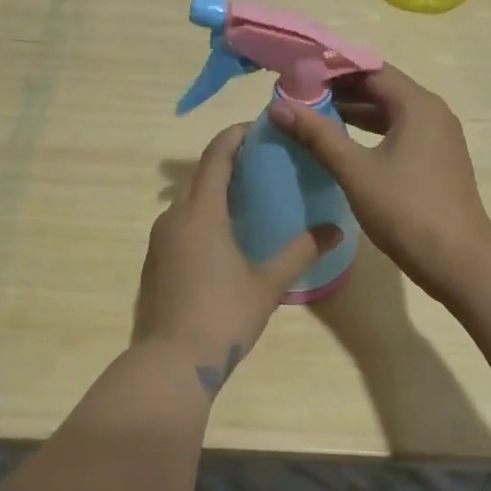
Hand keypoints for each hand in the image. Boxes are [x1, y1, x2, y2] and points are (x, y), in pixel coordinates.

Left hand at [133, 124, 341, 394]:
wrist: (170, 362)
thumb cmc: (223, 315)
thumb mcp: (268, 283)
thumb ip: (301, 251)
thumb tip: (336, 230)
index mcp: (201, 213)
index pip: (216, 156)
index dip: (236, 136)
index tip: (260, 128)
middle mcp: (174, 218)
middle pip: (201, 176)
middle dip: (228, 163)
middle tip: (263, 164)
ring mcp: (160, 241)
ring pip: (188, 202)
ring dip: (214, 192)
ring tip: (248, 199)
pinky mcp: (155, 262)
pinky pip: (180, 224)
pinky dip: (202, 217)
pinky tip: (224, 237)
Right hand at [268, 65, 490, 301]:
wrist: (458, 261)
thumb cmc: (407, 211)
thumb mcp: (356, 171)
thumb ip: (318, 135)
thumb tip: (280, 107)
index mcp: (417, 105)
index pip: (369, 69)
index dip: (331, 70)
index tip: (297, 76)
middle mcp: (432, 113)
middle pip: (381, 88)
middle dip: (340, 91)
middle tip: (298, 98)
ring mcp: (437, 138)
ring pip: (389, 113)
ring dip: (354, 113)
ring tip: (312, 119)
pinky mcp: (436, 161)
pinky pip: (398, 133)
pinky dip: (370, 133)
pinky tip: (343, 147)